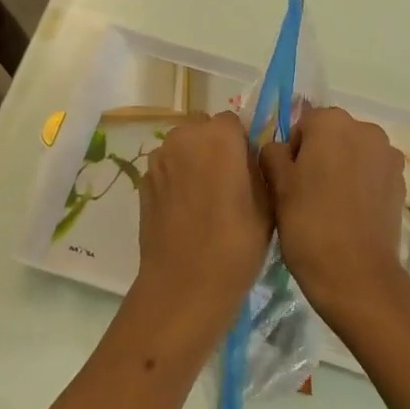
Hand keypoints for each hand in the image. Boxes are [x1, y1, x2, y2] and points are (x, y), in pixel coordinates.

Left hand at [133, 112, 270, 338]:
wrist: (184, 286)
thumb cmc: (235, 245)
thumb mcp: (266, 205)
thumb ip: (258, 168)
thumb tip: (249, 157)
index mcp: (219, 136)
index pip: (233, 122)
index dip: (241, 144)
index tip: (247, 170)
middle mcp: (185, 137)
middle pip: (203, 127)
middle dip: (214, 145)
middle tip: (226, 181)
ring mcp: (159, 158)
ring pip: (181, 145)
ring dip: (192, 159)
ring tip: (203, 197)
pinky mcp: (143, 180)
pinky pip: (166, 167)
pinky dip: (175, 178)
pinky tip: (184, 210)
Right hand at [260, 106, 409, 329]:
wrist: (357, 276)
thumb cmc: (309, 224)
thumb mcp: (277, 186)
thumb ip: (272, 153)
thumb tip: (279, 149)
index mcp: (332, 121)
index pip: (302, 126)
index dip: (291, 153)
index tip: (288, 183)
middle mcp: (365, 128)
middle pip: (331, 136)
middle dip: (318, 157)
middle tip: (305, 196)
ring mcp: (388, 155)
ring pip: (353, 154)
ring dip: (341, 170)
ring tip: (329, 207)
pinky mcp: (401, 183)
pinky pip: (371, 174)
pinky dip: (360, 186)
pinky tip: (350, 215)